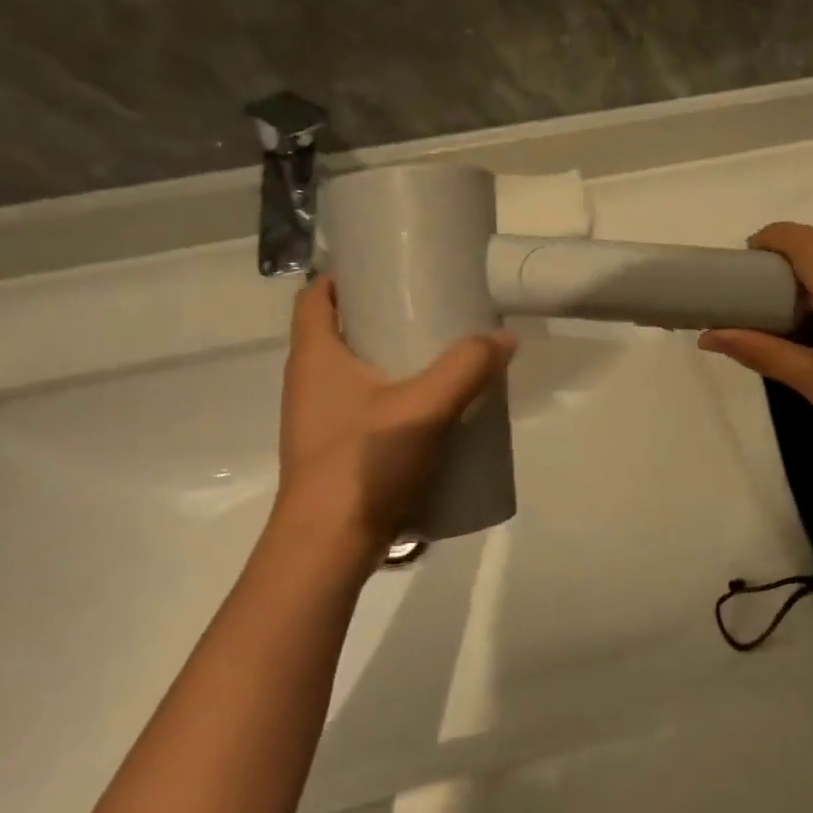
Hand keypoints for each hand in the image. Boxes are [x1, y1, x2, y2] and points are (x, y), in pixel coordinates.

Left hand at [267, 277, 515, 582]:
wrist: (329, 545)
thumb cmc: (363, 462)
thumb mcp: (424, 406)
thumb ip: (467, 368)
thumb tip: (504, 338)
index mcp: (315, 357)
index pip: (315, 295)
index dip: (344, 275)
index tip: (386, 267)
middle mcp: (308, 382)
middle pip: (339, 331)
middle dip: (379, 315)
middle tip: (429, 306)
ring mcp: (319, 419)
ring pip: (353, 371)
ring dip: (388, 358)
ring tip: (437, 354)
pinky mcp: (335, 450)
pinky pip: (363, 406)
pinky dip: (391, 396)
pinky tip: (429, 407)